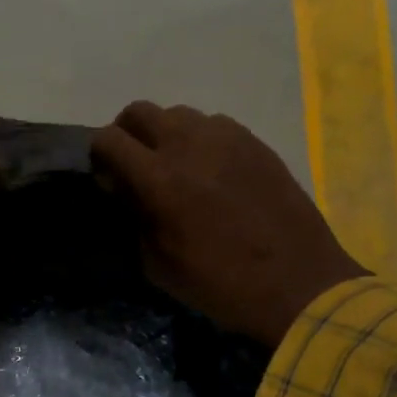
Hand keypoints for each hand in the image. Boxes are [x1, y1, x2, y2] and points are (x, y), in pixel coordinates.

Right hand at [90, 102, 367, 346]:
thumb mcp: (159, 265)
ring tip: (177, 167)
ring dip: (166, 134)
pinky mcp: (255, 141)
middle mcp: (189, 144)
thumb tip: (125, 191)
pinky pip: (214, 124)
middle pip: (139, 111)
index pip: (108, 139)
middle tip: (135, 165)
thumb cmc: (221, 284)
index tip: (108, 179)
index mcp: (159, 178)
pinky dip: (201, 140)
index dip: (99, 156)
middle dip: (127, 134)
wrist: (297, 283)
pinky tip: (213, 172)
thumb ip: (134, 219)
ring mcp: (226, 137)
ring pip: (178, 114)